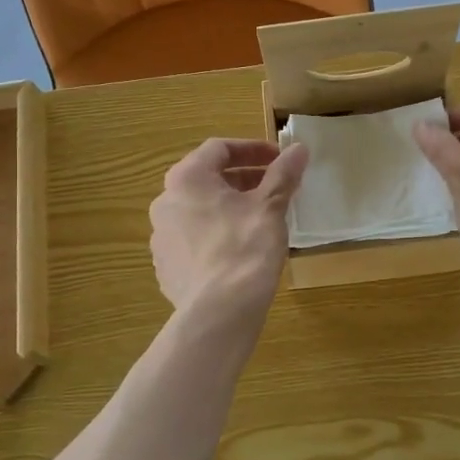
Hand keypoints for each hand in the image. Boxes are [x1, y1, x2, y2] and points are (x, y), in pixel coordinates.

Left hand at [150, 138, 309, 322]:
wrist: (219, 311)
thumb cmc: (245, 248)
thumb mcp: (270, 206)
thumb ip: (283, 174)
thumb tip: (299, 148)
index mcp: (187, 179)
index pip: (219, 148)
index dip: (253, 149)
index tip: (280, 160)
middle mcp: (165, 202)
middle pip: (207, 180)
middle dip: (243, 180)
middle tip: (274, 189)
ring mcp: (160, 237)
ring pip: (199, 211)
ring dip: (228, 208)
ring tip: (260, 220)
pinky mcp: (166, 267)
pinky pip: (193, 240)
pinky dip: (216, 235)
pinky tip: (239, 251)